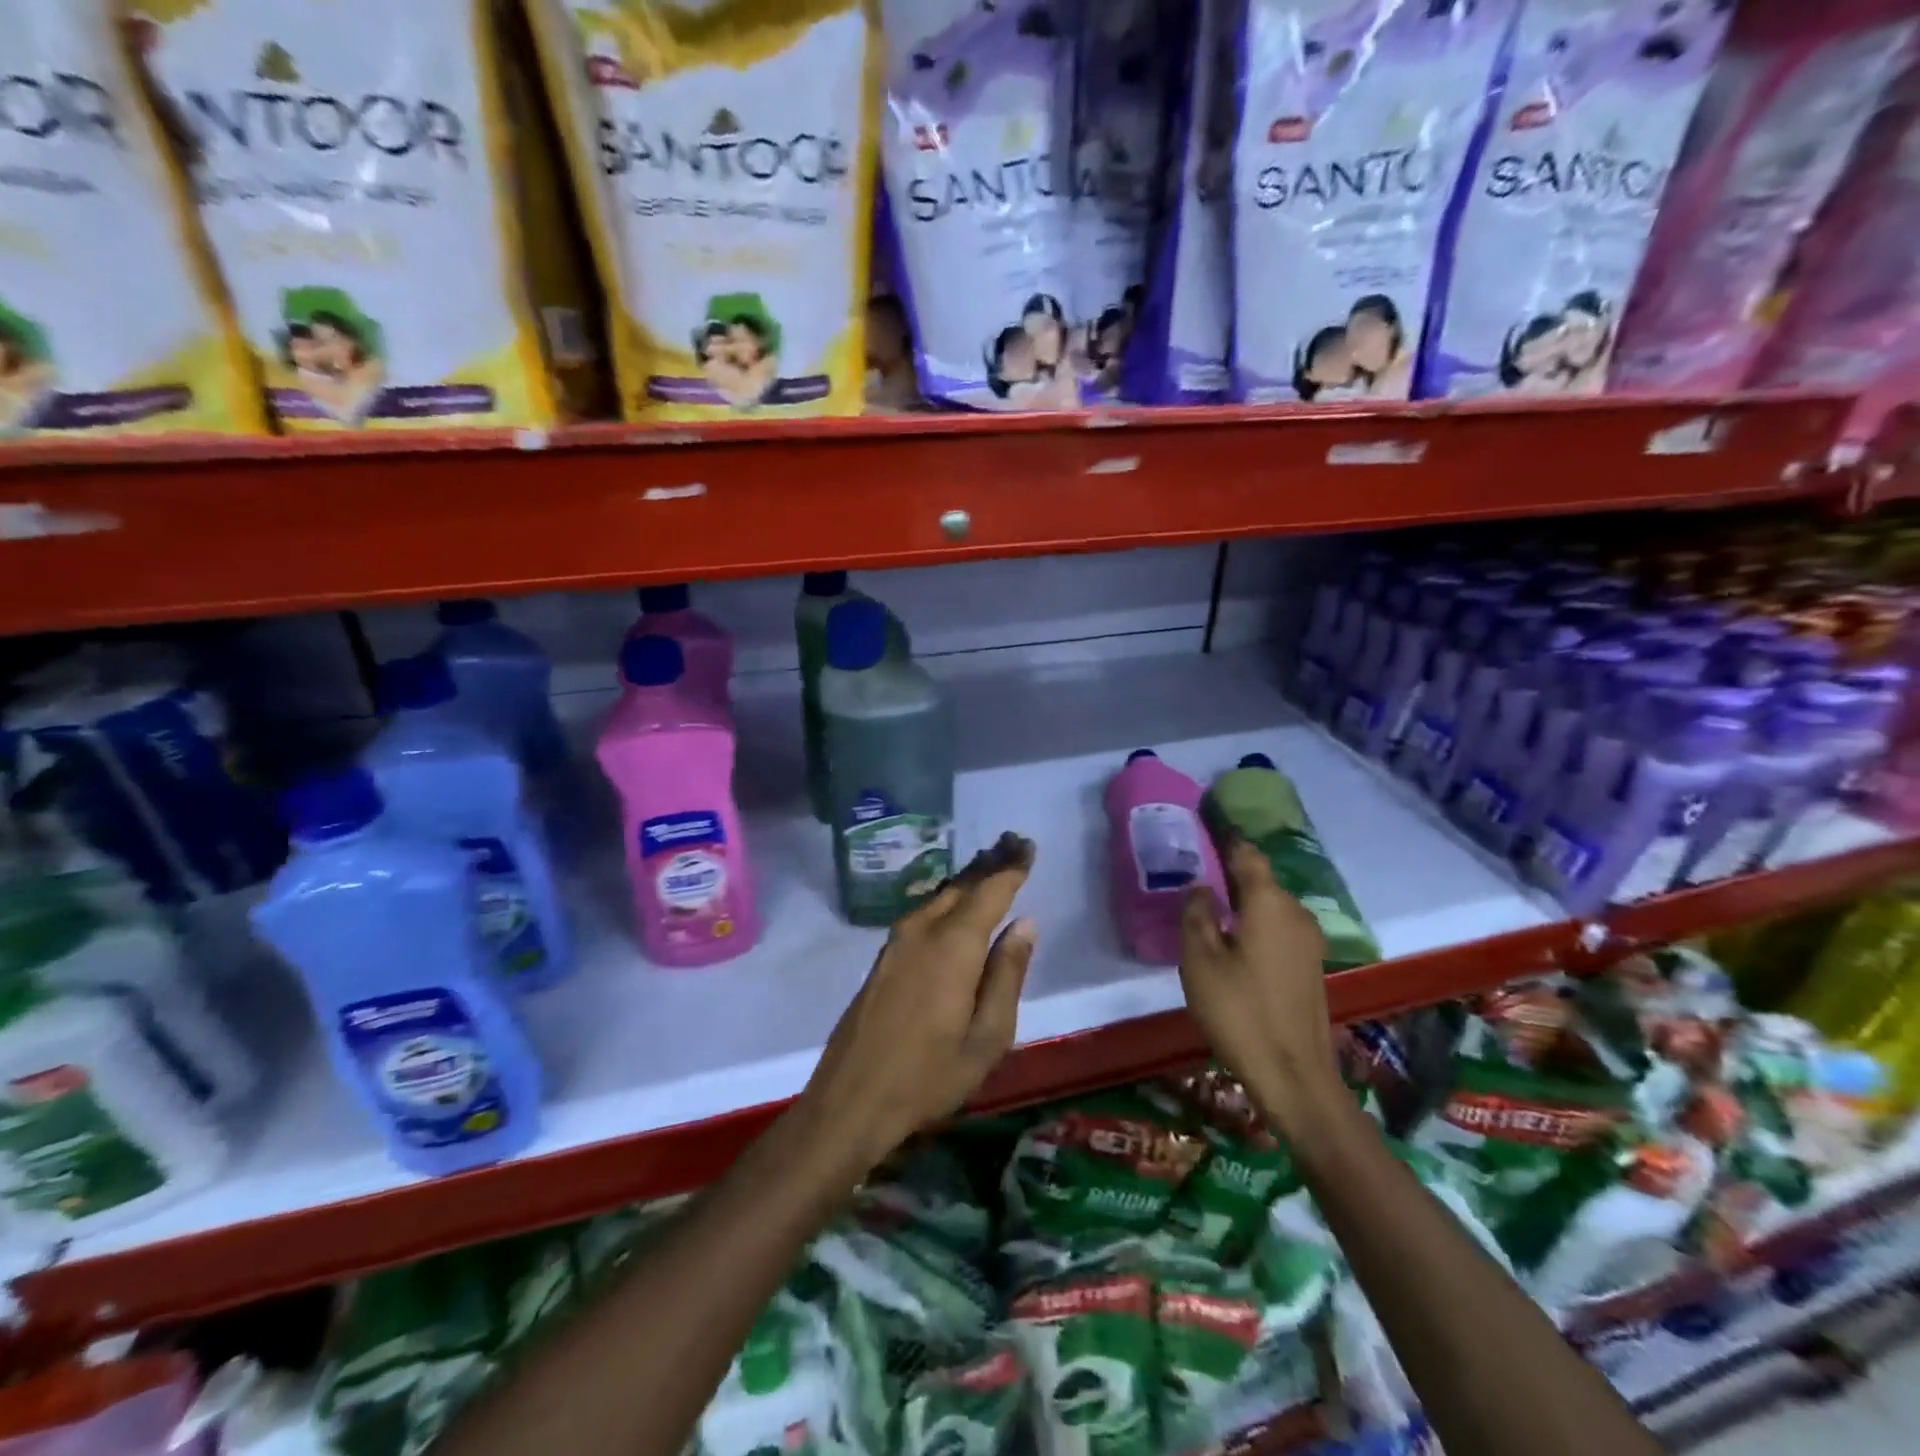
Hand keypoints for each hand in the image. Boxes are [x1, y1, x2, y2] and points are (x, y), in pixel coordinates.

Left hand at [800, 832, 1037, 1171]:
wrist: (850, 1100)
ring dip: (967, 878)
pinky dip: (948, 898)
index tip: (1028, 845)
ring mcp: (897, 942)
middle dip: (989, 863)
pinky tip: (956, 902)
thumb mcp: (987, 1037)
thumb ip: (1007, 975)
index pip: (989, 891)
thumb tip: (1024, 924)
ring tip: (991, 863)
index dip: (1011, 867)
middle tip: (1013, 843)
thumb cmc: (928, 1076)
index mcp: (953, 945)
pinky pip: (924, 911)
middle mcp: (922, 930)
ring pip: (939, 896)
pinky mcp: (884, 957)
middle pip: (962, 885)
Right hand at [1179, 839, 1339, 1136]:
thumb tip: (1200, 887)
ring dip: (1243, 901)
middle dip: (1230, 872)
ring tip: (1209, 906)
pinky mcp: (1310, 965)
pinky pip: (1278, 927)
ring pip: (1270, 905)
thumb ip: (1196, 914)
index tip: (1202, 826)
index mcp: (1268, 903)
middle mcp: (1295, 913)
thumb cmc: (1239, 1011)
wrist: (1294, 1074)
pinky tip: (1233, 940)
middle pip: (1260, 879)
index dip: (1225, 839)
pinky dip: (1255, 923)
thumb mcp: (1200, 960)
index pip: (1247, 854)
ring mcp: (1308, 940)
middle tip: (1194, 872)